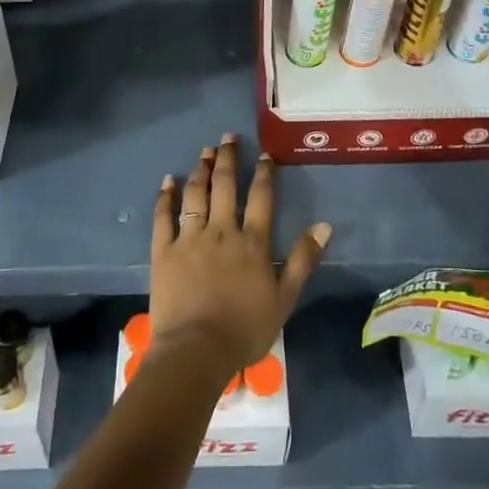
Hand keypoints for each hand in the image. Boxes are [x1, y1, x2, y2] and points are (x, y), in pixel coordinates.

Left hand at [150, 134, 329, 374]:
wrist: (197, 351)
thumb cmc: (245, 329)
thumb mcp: (285, 299)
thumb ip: (304, 260)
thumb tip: (324, 225)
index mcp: (252, 242)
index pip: (261, 197)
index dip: (264, 173)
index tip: (264, 154)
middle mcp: (221, 230)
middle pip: (225, 186)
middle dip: (227, 158)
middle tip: (227, 138)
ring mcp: (190, 238)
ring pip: (196, 194)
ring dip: (201, 170)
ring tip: (204, 151)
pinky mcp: (164, 251)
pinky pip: (164, 217)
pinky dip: (166, 197)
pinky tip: (168, 181)